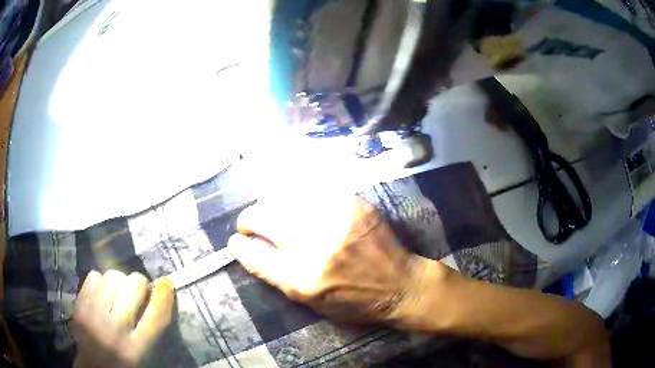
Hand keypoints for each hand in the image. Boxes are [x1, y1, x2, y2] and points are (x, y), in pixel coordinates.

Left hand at [72, 271, 174, 367]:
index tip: (166, 284)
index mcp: (136, 349)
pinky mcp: (79, 304)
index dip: (164, 295)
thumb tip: (159, 294)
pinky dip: (100, 280)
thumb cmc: (122, 362)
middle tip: (136, 291)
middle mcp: (115, 329)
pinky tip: (101, 293)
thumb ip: (150, 329)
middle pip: (133, 287)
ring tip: (117, 292)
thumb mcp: (142, 354)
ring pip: (112, 276)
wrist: (91, 365)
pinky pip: (94, 276)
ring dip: (119, 280)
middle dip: (139, 283)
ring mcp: (93, 314)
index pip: (156, 316)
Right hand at [228, 196, 442, 323]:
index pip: (254, 256)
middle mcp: (314, 249)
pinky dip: (299, 194)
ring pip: (285, 199)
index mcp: (301, 281)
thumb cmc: (353, 302)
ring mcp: (335, 222)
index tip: (236, 240)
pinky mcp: (353, 205)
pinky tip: (297, 199)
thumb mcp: (310, 302)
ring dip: (271, 204)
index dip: (240, 246)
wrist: (400, 286)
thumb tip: (251, 247)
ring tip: (271, 209)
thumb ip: (278, 274)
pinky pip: (313, 190)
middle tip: (249, 222)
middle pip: (264, 219)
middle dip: (249, 219)